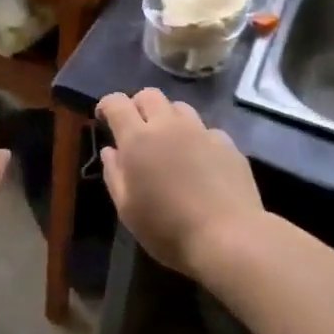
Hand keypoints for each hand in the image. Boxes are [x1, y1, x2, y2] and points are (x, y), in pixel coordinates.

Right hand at [97, 89, 263, 276]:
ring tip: (169, 142)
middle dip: (138, 105)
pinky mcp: (227, 144)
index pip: (117, 103)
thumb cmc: (168, 229)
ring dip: (168, 118)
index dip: (107, 105)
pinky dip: (196, 138)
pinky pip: (206, 130)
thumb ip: (114, 174)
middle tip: (136, 129)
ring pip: (179, 107)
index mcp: (138, 139)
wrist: (229, 238)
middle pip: (149, 95)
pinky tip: (200, 161)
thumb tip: (110, 151)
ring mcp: (201, 132)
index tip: (104, 118)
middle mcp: (169, 125)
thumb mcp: (127, 209)